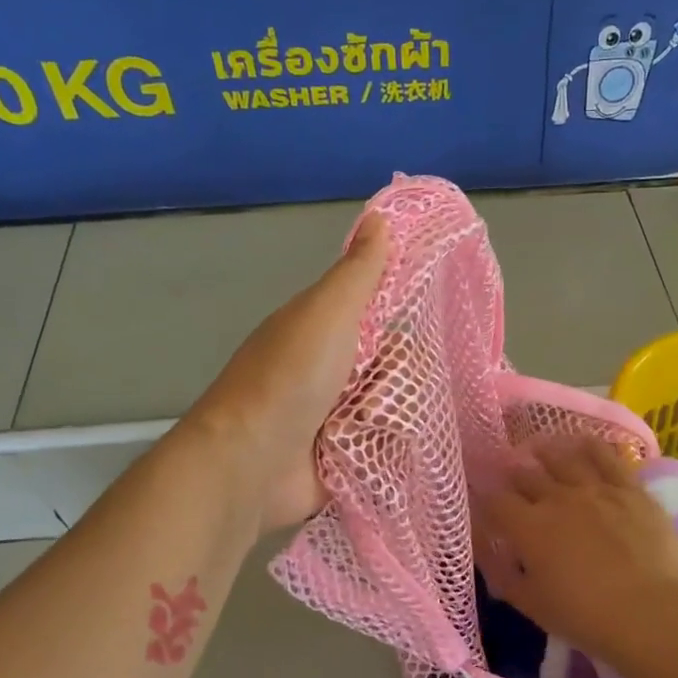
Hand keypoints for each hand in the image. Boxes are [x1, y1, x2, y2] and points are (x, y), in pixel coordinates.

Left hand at [185, 214, 388, 531]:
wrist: (251, 463)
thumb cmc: (290, 379)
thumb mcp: (327, 312)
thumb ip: (358, 271)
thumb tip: (380, 214)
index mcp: (320, 329)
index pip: (377, 313)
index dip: (401, 317)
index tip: (426, 324)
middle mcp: (326, 369)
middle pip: (390, 363)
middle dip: (400, 376)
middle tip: (394, 387)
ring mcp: (332, 415)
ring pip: (390, 405)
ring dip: (394, 415)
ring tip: (379, 424)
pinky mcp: (340, 456)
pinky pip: (382, 444)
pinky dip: (388, 446)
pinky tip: (393, 449)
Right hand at [476, 435, 677, 662]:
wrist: (651, 613)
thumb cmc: (585, 617)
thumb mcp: (531, 604)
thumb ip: (501, 574)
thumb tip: (483, 550)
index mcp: (528, 527)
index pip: (496, 501)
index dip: (486, 498)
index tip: (484, 501)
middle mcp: (557, 498)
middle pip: (526, 475)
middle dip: (514, 475)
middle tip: (511, 475)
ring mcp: (596, 489)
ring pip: (563, 458)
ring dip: (546, 452)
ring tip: (539, 449)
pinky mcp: (630, 489)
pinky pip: (606, 456)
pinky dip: (590, 446)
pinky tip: (582, 441)